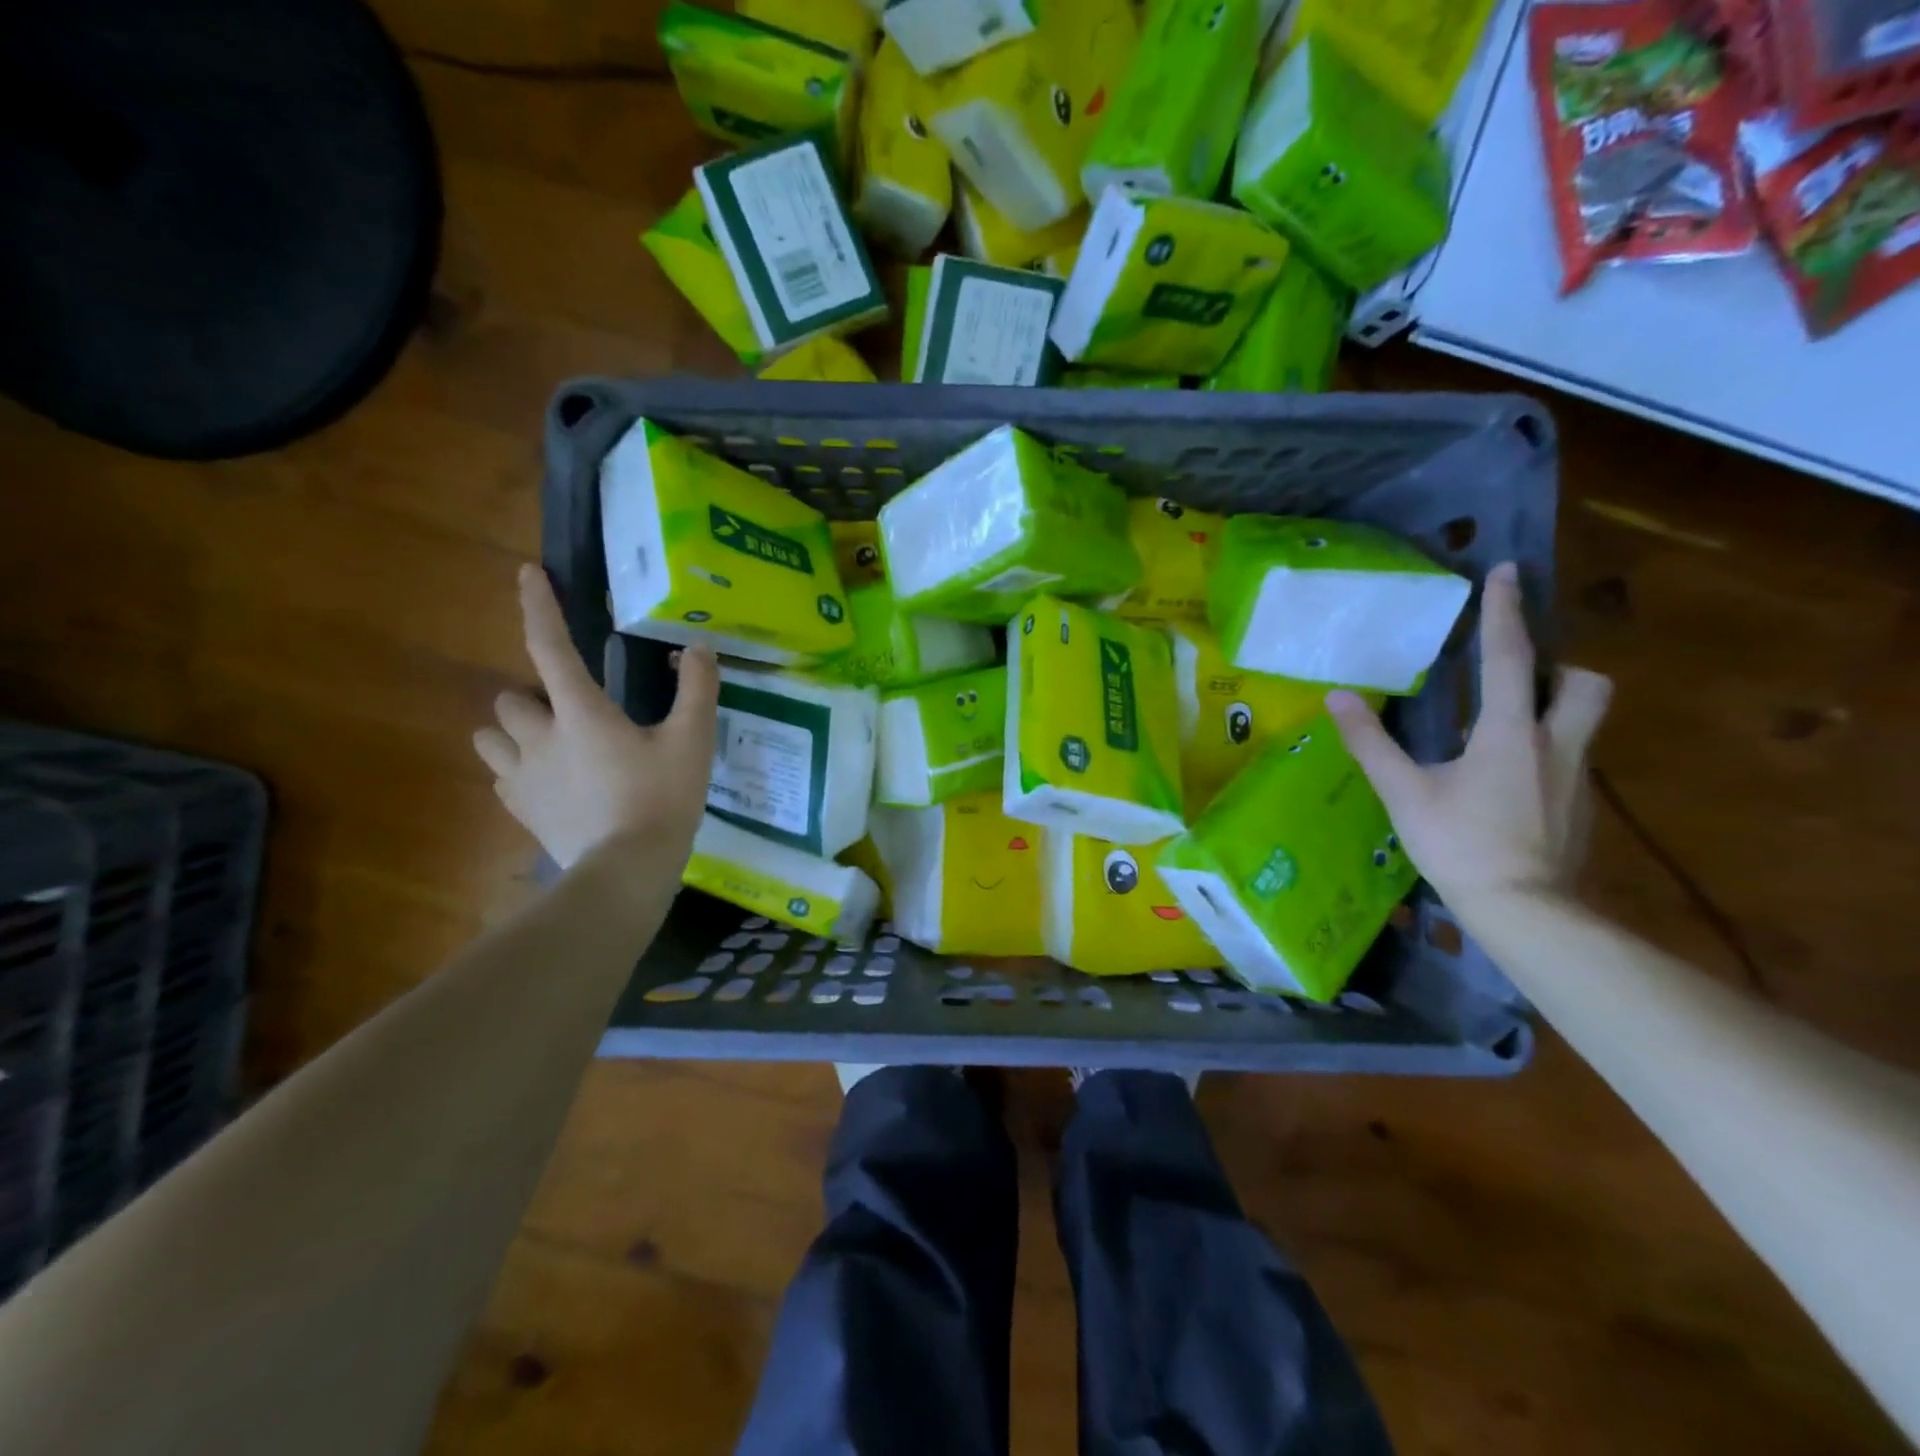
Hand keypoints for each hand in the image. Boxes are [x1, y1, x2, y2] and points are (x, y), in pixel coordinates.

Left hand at [474, 565, 718, 868]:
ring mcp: (523, 777)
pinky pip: (502, 777)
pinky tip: (549, 782)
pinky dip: (518, 770)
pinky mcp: (521, 810)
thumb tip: (699, 648)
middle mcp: (539, 736)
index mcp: (580, 712)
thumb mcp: (692, 741)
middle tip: (569, 712)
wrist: (627, 870)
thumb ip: (697, 690)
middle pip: (509, 699)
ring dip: (513, 732)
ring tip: (549, 744)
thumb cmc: (662, 799)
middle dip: (531, 698)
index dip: (538, 607)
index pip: (550, 647)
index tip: (526, 574)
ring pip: (491, 738)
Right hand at [1326, 561, 1611, 915]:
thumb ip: (1371, 742)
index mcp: (1511, 732)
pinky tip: (1509, 781)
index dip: (1506, 611)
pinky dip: (1544, 751)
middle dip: (1560, 666)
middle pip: (1586, 682)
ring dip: (1557, 706)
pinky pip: (1570, 758)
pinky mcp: (1580, 807)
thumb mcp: (1404, 792)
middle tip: (1520, 676)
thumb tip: (1337, 697)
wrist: (1524, 909)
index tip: (1508, 570)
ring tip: (1509, 724)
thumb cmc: (1460, 844)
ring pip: (1586, 720)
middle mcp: (1556, 743)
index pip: (1511, 657)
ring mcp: (1575, 777)